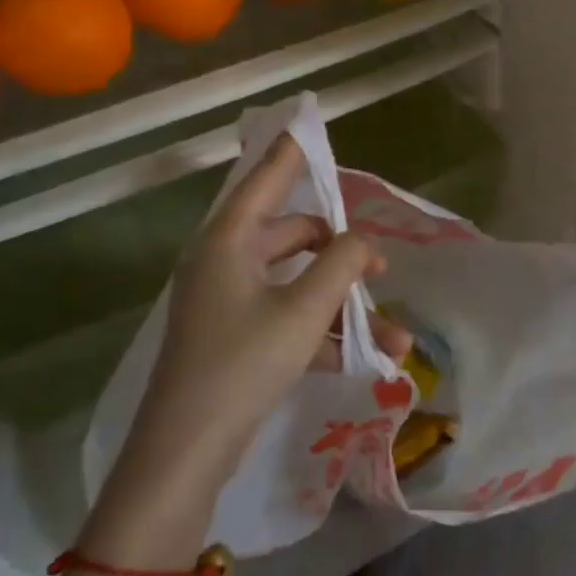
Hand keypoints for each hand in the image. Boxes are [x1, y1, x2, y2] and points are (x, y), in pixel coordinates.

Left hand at [83, 135, 393, 564]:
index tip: (308, 120)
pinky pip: (287, 317)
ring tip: (390, 334)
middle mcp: (224, 261)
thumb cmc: (243, 365)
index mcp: (230, 241)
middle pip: (292, 234)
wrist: (184, 456)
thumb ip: (343, 264)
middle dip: (340, 252)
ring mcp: (227, 301)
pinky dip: (322, 331)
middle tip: (380, 267)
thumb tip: (363, 241)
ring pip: (296, 282)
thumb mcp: (305, 310)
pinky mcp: (233, 336)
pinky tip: (364, 357)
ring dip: (341, 303)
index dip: (291, 150)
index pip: (265, 177)